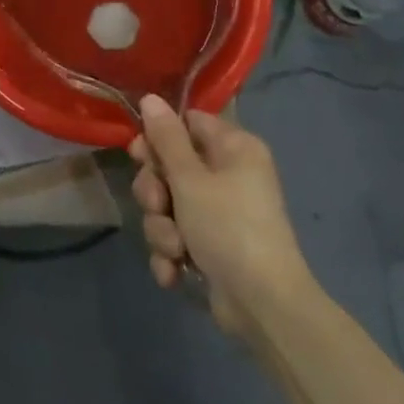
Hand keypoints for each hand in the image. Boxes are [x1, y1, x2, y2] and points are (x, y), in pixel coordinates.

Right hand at [130, 96, 314, 335]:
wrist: (264, 307)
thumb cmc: (228, 228)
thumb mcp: (190, 179)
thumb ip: (166, 138)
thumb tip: (150, 97)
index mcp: (234, 148)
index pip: (188, 123)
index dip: (159, 138)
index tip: (139, 155)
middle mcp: (230, 175)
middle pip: (172, 166)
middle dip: (156, 192)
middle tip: (157, 205)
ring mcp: (221, 213)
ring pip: (169, 205)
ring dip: (162, 228)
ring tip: (175, 247)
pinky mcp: (213, 247)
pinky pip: (178, 236)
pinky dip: (173, 253)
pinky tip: (176, 271)